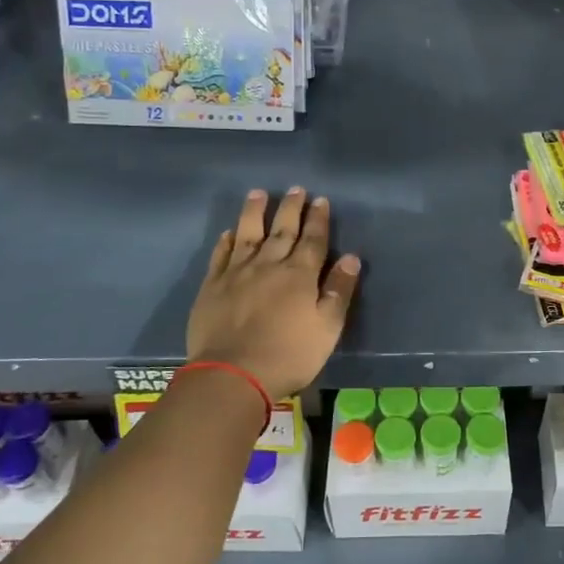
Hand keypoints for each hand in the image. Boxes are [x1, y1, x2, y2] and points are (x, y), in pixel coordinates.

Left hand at [187, 188, 361, 399]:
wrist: (232, 374)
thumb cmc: (289, 354)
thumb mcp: (327, 328)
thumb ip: (338, 291)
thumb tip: (350, 258)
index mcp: (300, 275)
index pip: (313, 240)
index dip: (318, 219)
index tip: (320, 200)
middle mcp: (269, 265)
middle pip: (282, 230)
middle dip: (291, 208)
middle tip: (296, 189)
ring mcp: (237, 274)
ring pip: (248, 234)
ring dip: (254, 212)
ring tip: (258, 193)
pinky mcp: (212, 287)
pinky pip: (221, 256)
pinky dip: (226, 242)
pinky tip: (229, 233)